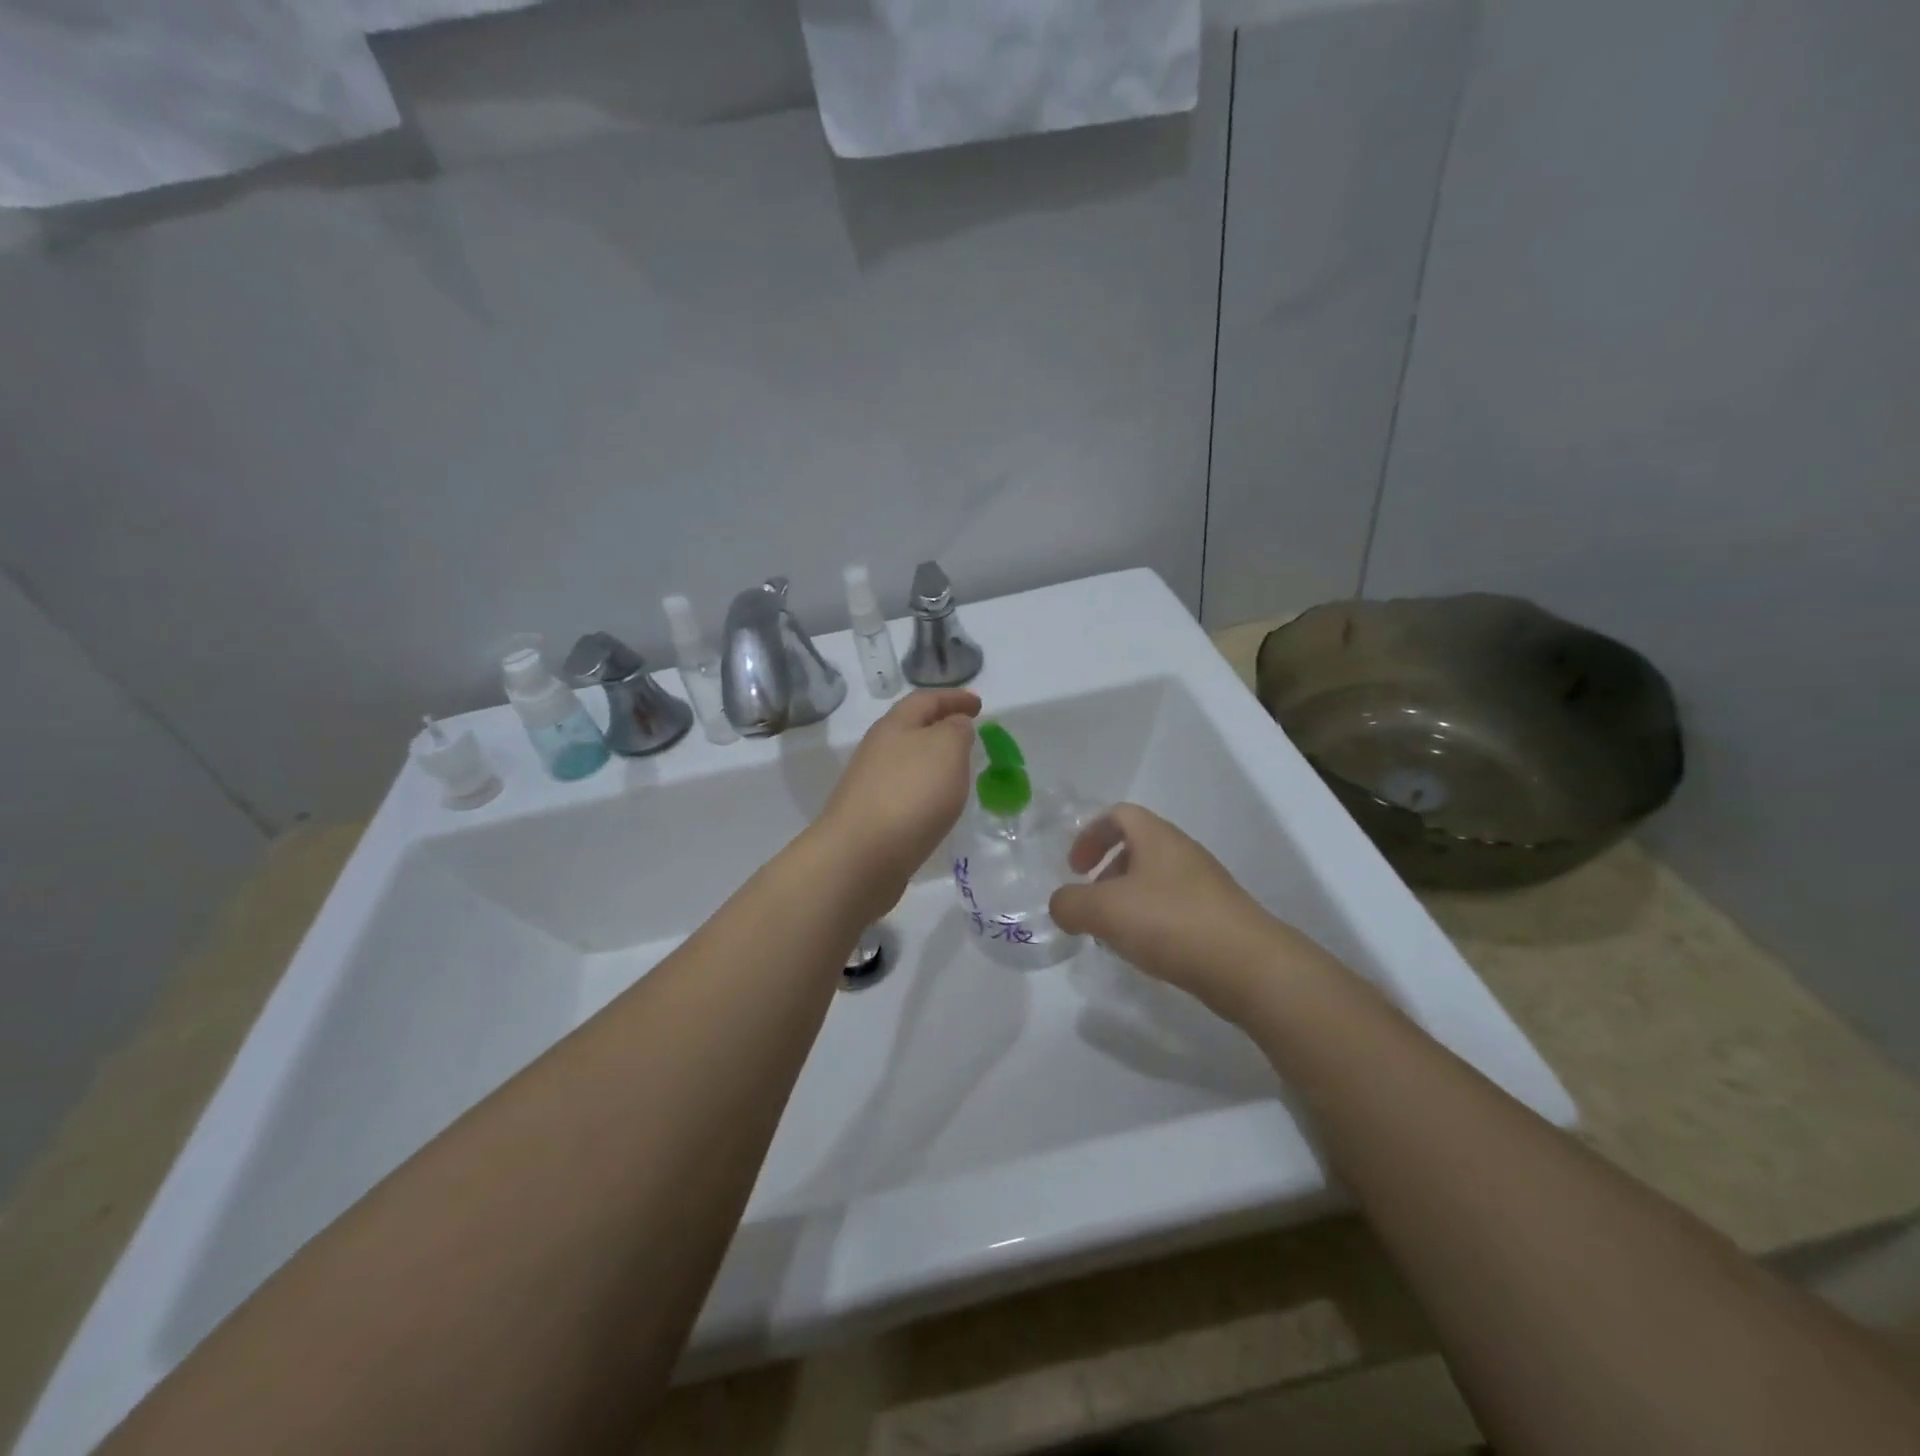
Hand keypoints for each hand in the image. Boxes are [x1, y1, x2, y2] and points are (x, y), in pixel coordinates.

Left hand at [815, 689, 980, 917]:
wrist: (861, 856)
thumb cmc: (910, 794)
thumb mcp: (946, 749)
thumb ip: (956, 731)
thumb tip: (954, 726)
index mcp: (894, 725)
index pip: (926, 699)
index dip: (954, 697)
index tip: (979, 704)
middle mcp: (877, 749)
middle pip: (911, 728)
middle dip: (940, 727)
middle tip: (969, 735)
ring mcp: (870, 784)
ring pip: (907, 761)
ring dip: (932, 760)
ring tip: (959, 771)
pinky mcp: (871, 817)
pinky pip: (904, 792)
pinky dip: (924, 790)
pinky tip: (937, 806)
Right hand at [1048, 804, 1324, 1015]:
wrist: (1248, 966)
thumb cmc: (1170, 923)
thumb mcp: (1104, 910)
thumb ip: (1070, 903)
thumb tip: (1062, 905)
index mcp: (1157, 838)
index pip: (1118, 815)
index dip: (1090, 835)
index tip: (1074, 868)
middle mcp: (1183, 854)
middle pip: (1137, 848)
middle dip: (1106, 872)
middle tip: (1091, 903)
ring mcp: (1205, 886)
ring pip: (1155, 881)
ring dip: (1128, 901)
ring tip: (1113, 934)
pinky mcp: (1218, 918)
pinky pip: (1174, 909)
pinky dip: (1151, 923)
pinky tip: (1146, 952)